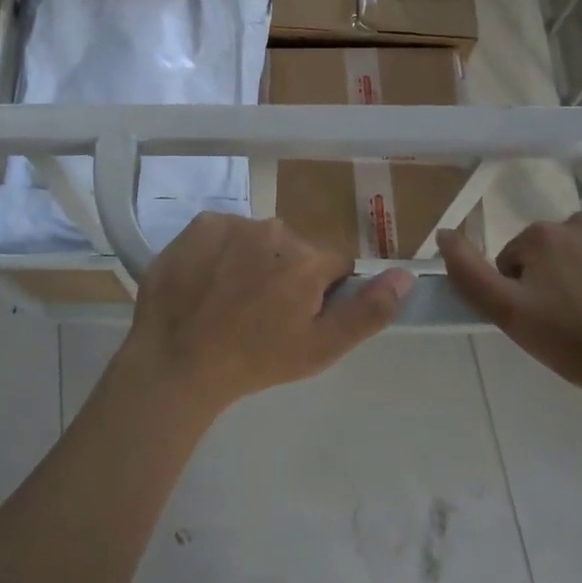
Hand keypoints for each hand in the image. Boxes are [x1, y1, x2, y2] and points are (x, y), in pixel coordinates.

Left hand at [118, 213, 413, 415]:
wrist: (176, 360)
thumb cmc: (254, 360)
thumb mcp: (320, 349)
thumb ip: (368, 310)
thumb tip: (405, 275)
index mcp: (307, 260)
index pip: (333, 265)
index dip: (320, 292)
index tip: (297, 317)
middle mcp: (275, 229)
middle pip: (294, 249)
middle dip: (286, 274)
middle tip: (260, 313)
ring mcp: (234, 222)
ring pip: (259, 239)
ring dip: (252, 260)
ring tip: (228, 299)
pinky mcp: (200, 223)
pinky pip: (224, 231)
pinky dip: (221, 250)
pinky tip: (206, 281)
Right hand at [438, 212, 581, 403]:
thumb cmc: (579, 345)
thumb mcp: (511, 317)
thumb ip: (470, 273)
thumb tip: (443, 232)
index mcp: (539, 236)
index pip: (520, 257)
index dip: (528, 289)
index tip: (547, 318)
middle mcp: (579, 218)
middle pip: (560, 246)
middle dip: (564, 273)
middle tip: (581, 316)